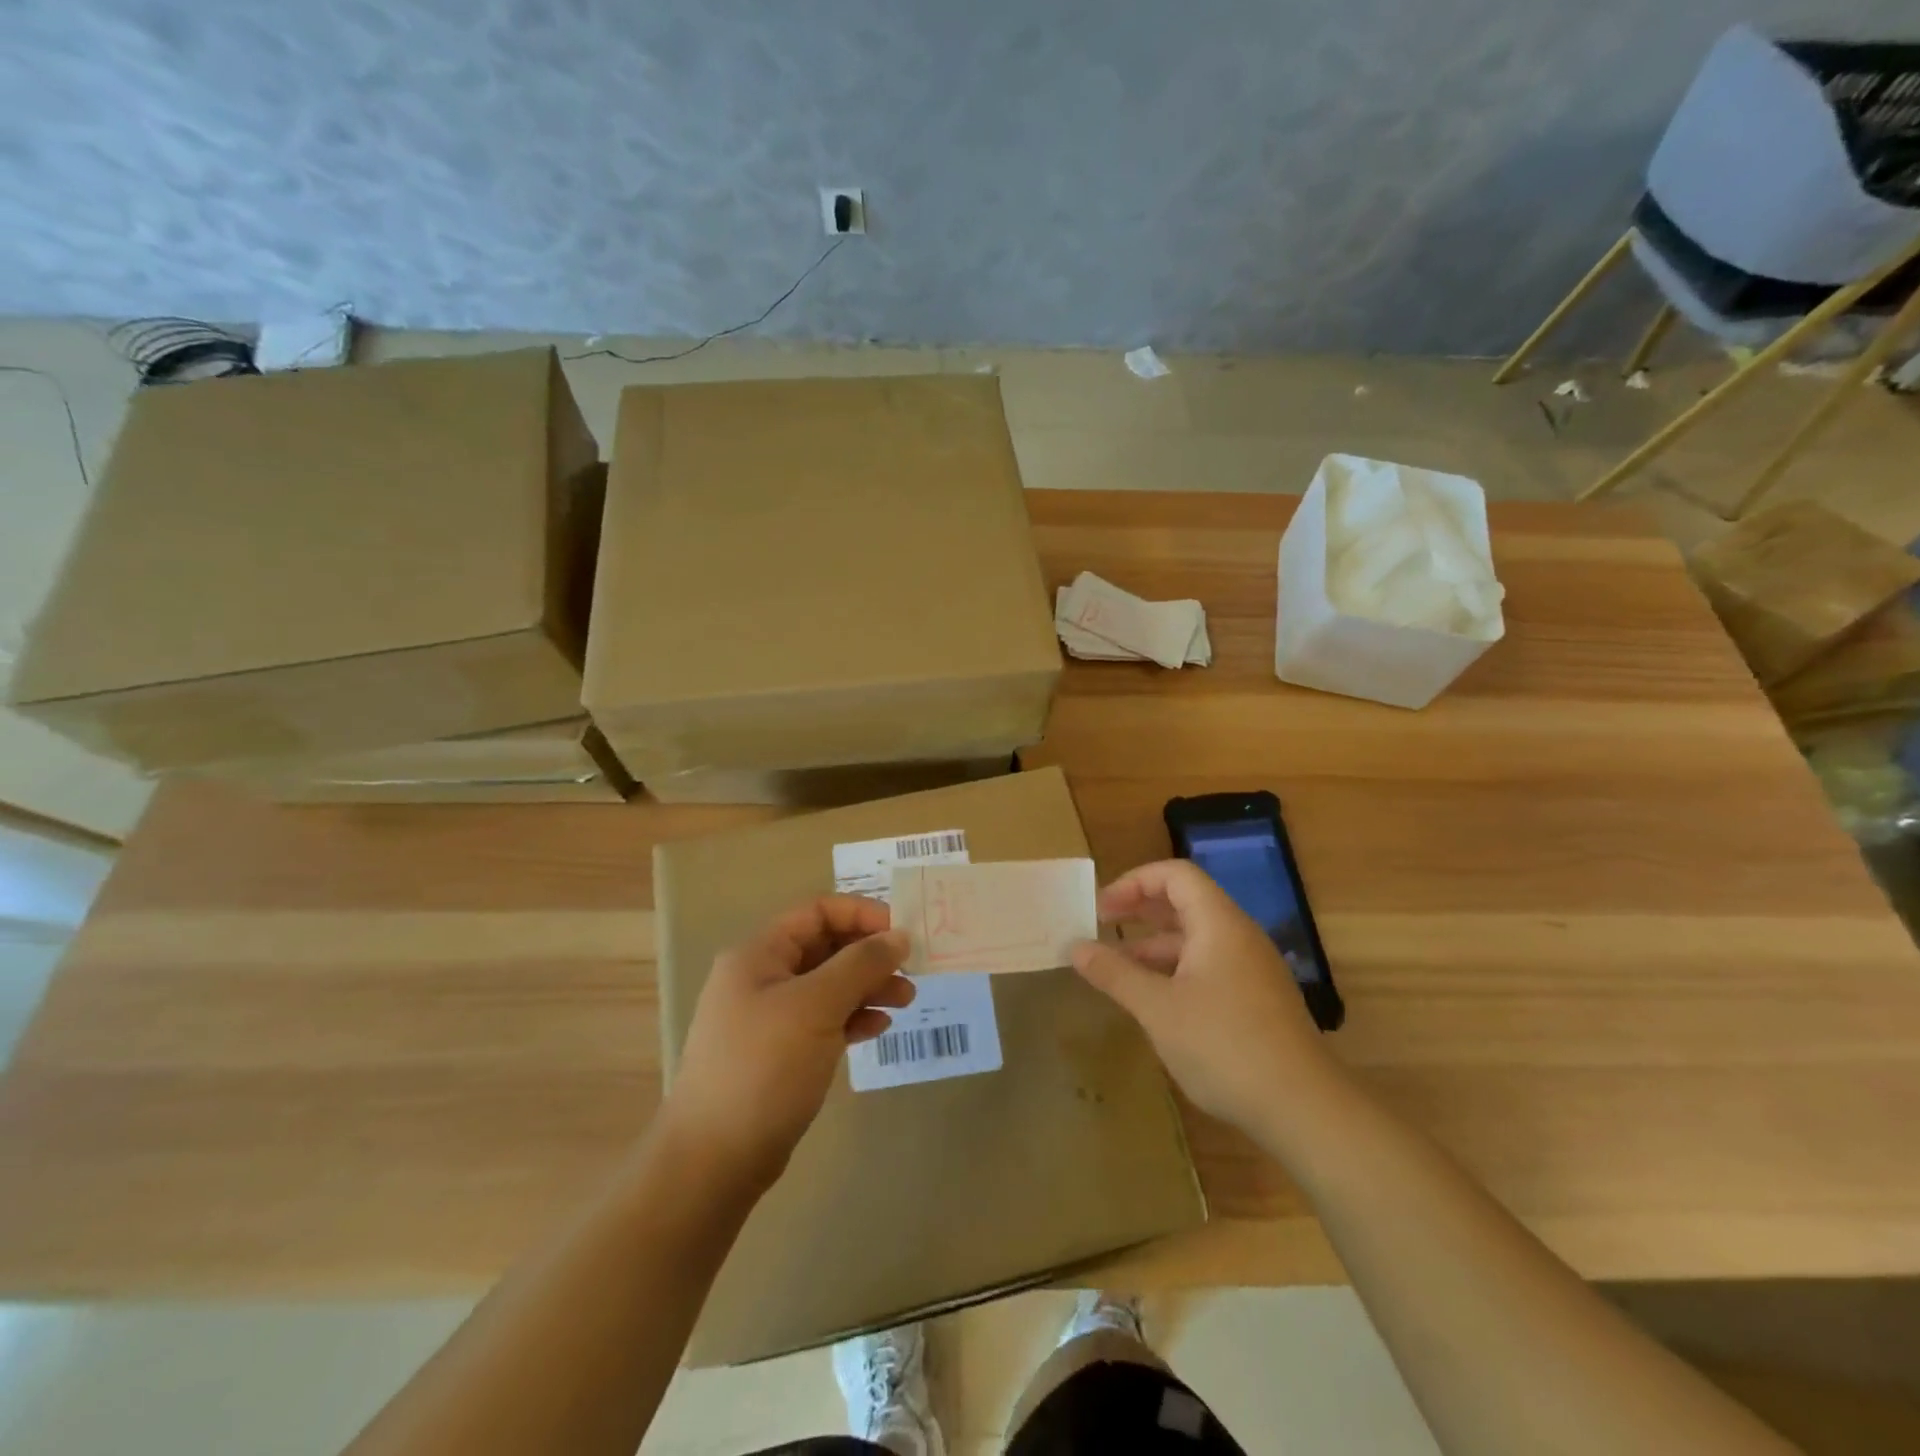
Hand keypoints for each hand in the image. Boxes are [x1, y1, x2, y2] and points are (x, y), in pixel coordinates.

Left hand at [662, 896, 912, 1188]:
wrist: (715, 1160)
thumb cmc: (764, 1067)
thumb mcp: (816, 1006)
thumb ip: (860, 965)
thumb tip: (899, 935)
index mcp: (759, 954)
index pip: (817, 911)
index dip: (861, 914)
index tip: (902, 932)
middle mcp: (762, 977)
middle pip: (825, 947)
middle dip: (870, 954)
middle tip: (911, 970)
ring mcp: (769, 1017)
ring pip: (828, 985)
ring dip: (868, 987)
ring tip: (907, 1001)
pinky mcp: (779, 1052)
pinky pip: (823, 1020)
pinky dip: (852, 1018)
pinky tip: (878, 1028)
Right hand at [1071, 860, 1338, 1131]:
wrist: (1303, 1108)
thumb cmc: (1224, 1045)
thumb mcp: (1158, 1008)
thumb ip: (1115, 974)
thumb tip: (1076, 948)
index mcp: (1219, 923)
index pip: (1175, 874)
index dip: (1134, 882)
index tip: (1102, 908)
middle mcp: (1239, 936)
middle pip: (1186, 902)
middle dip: (1140, 910)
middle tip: (1102, 926)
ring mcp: (1251, 969)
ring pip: (1195, 939)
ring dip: (1154, 945)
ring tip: (1117, 969)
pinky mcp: (1256, 1000)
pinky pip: (1208, 966)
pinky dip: (1175, 971)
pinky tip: (1153, 1000)